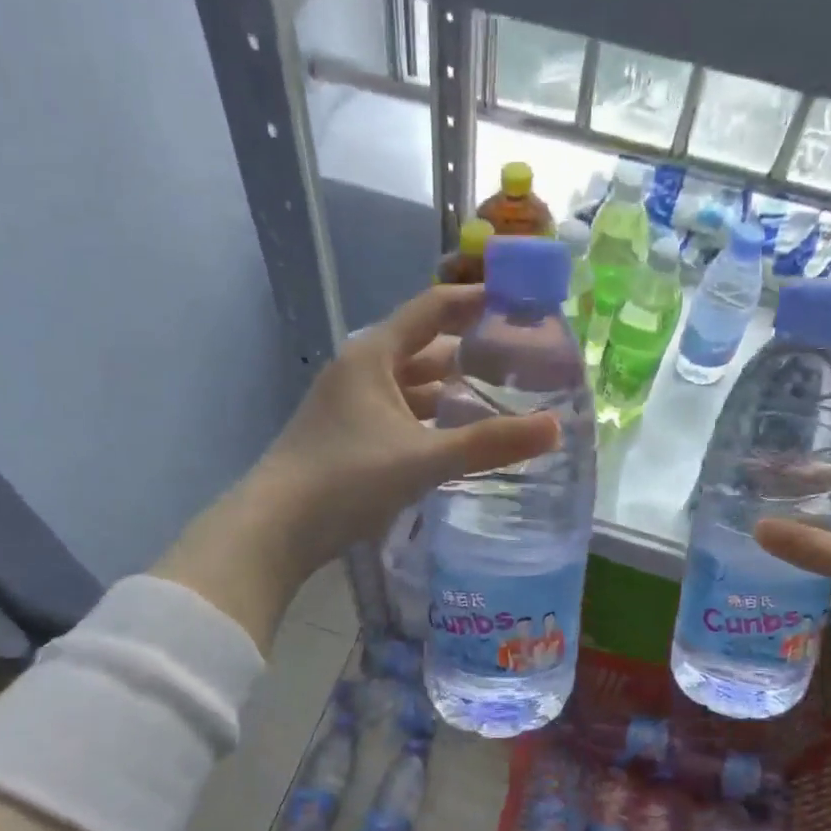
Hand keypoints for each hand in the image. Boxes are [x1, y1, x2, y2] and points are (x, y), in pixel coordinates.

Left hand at [153, 285, 558, 647]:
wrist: (275, 530)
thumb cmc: (346, 479)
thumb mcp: (424, 459)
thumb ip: (490, 443)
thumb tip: (555, 428)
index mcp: (374, 355)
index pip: (434, 309)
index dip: (477, 301)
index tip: (520, 301)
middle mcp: (361, 371)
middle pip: (425, 349)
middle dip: (471, 353)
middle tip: (523, 361)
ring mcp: (351, 406)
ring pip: (412, 387)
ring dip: (451, 391)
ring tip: (500, 399)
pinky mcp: (349, 438)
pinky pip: (402, 416)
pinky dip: (431, 421)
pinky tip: (457, 438)